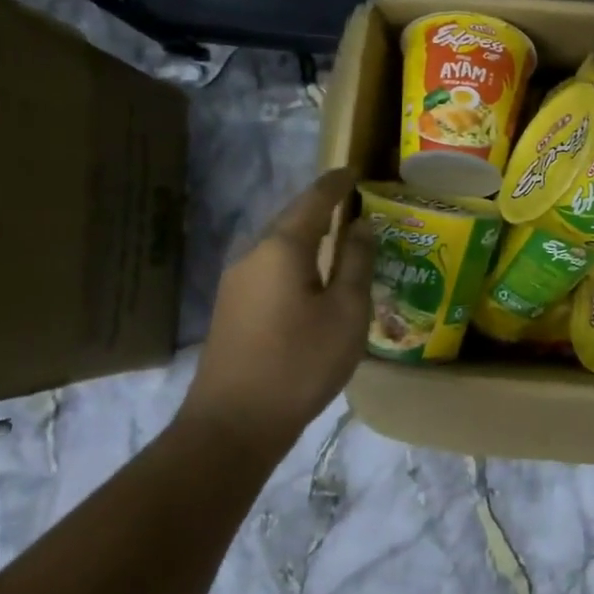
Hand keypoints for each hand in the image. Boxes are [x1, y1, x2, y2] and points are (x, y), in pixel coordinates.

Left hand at [181, 169, 374, 457]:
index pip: (314, 199)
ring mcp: (236, 282)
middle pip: (292, 218)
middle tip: (354, 204)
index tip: (355, 170)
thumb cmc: (300, 363)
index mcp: (282, 247)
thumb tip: (361, 225)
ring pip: (278, 244)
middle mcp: (253, 254)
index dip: (336, 183)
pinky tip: (311, 277)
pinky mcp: (231, 307)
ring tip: (339, 238)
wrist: (233, 424)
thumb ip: (357, 262)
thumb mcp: (346, 312)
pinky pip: (269, 267)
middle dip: (322, 208)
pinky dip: (295, 259)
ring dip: (308, 236)